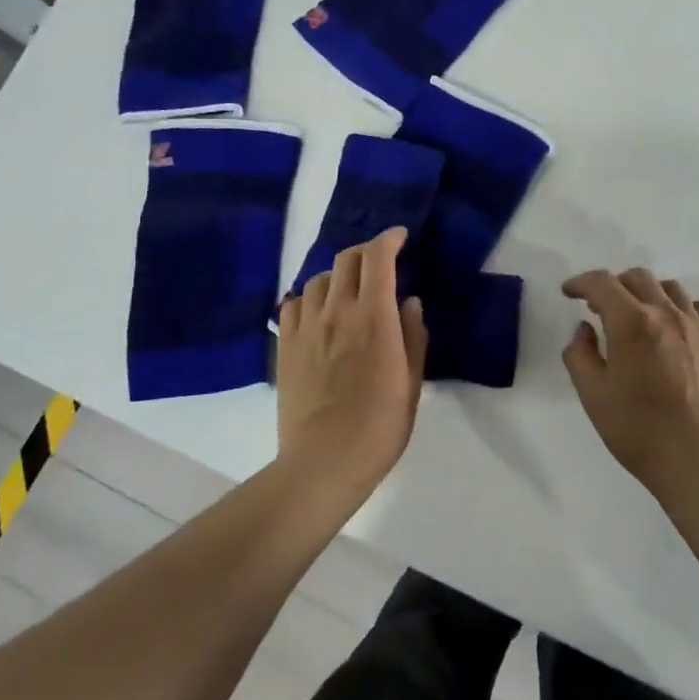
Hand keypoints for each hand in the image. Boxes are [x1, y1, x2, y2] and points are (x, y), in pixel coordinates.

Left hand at [277, 227, 427, 487]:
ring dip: (339, 274)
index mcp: (374, 319)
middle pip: (346, 259)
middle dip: (366, 251)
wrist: (323, 462)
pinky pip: (294, 304)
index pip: (378, 259)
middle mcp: (337, 312)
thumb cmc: (380, 426)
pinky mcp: (285, 345)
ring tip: (350, 290)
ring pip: (319, 278)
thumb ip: (413, 337)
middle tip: (380, 262)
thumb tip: (410, 302)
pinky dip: (310, 298)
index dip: (390, 240)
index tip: (401, 237)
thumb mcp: (411, 383)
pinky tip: (319, 313)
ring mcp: (306, 327)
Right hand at [561, 269, 698, 498]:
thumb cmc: (638, 429)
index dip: (581, 283)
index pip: (602, 283)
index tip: (569, 293)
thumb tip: (584, 330)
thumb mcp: (593, 395)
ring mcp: (694, 326)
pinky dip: (677, 306)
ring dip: (645, 291)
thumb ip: (580, 355)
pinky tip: (670, 325)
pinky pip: (696, 306)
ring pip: (668, 287)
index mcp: (631, 322)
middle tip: (598, 307)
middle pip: (636, 277)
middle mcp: (665, 313)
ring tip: (634, 314)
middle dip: (612, 285)